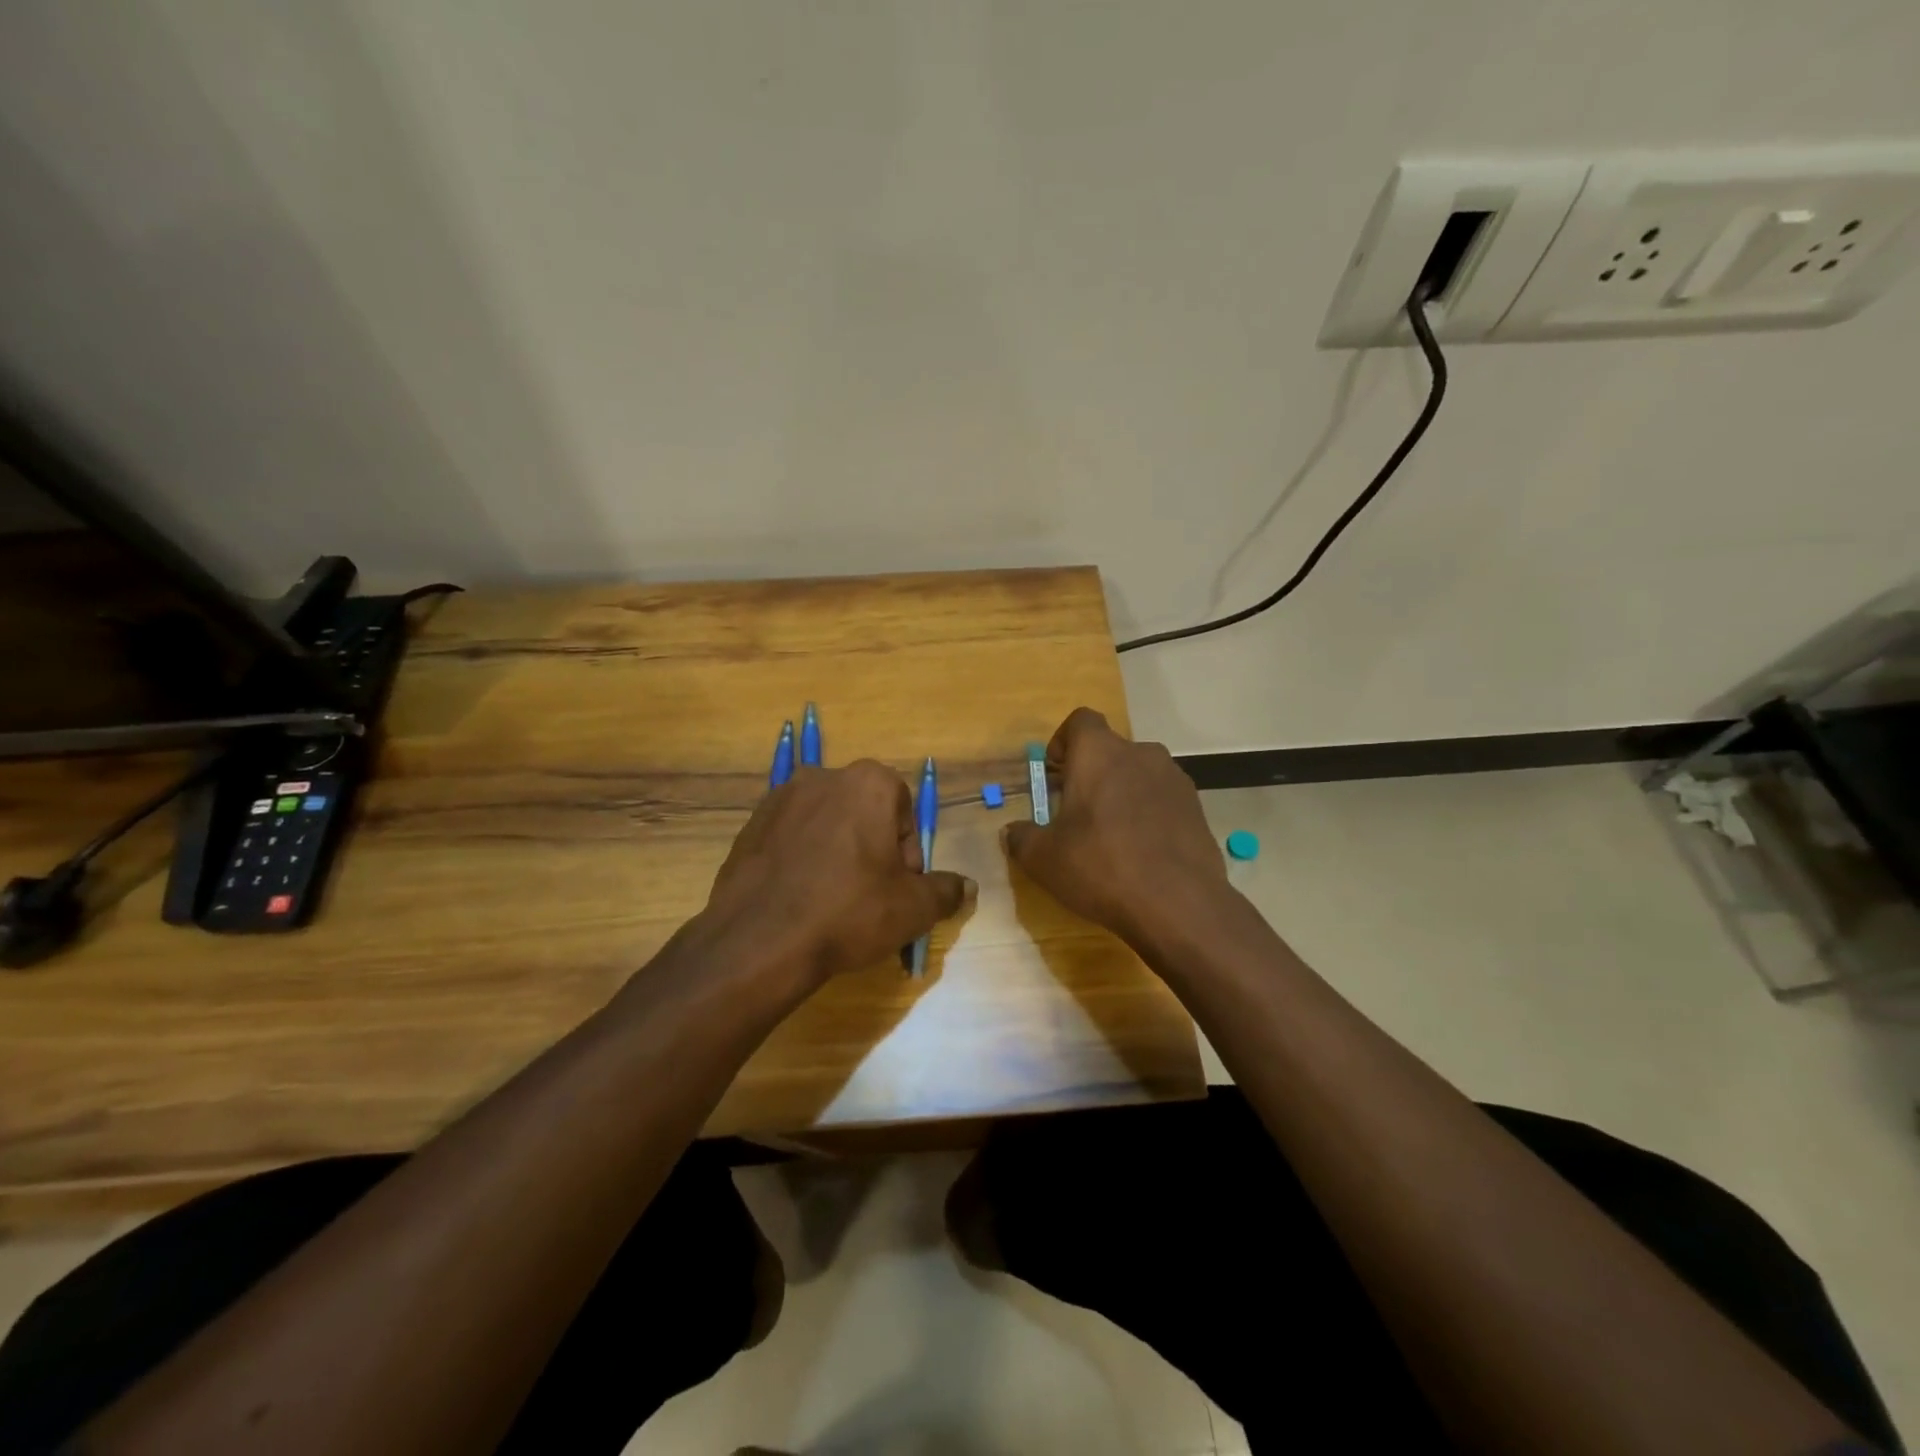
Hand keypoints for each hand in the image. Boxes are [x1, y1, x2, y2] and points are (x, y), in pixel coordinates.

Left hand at [702, 759, 972, 991]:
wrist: (759, 940)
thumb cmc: (848, 911)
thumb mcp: (913, 908)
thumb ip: (946, 891)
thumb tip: (966, 886)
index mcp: (868, 782)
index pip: (904, 808)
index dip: (907, 851)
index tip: (899, 886)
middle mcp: (823, 777)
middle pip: (864, 812)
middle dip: (872, 848)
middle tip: (869, 895)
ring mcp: (780, 798)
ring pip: (826, 823)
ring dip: (836, 852)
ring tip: (831, 900)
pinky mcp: (750, 824)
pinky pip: (791, 837)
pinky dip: (801, 859)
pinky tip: (799, 898)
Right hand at [1003, 708, 1227, 950]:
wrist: (1179, 904)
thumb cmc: (1101, 867)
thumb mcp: (1043, 859)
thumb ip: (1022, 838)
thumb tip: (1013, 832)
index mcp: (1099, 753)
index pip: (1080, 720)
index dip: (1063, 741)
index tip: (1054, 773)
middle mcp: (1140, 754)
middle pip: (1109, 750)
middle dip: (1090, 774)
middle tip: (1076, 812)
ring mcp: (1174, 779)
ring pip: (1138, 774)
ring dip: (1121, 793)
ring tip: (1110, 834)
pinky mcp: (1196, 807)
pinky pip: (1162, 799)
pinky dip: (1148, 813)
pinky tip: (1141, 851)